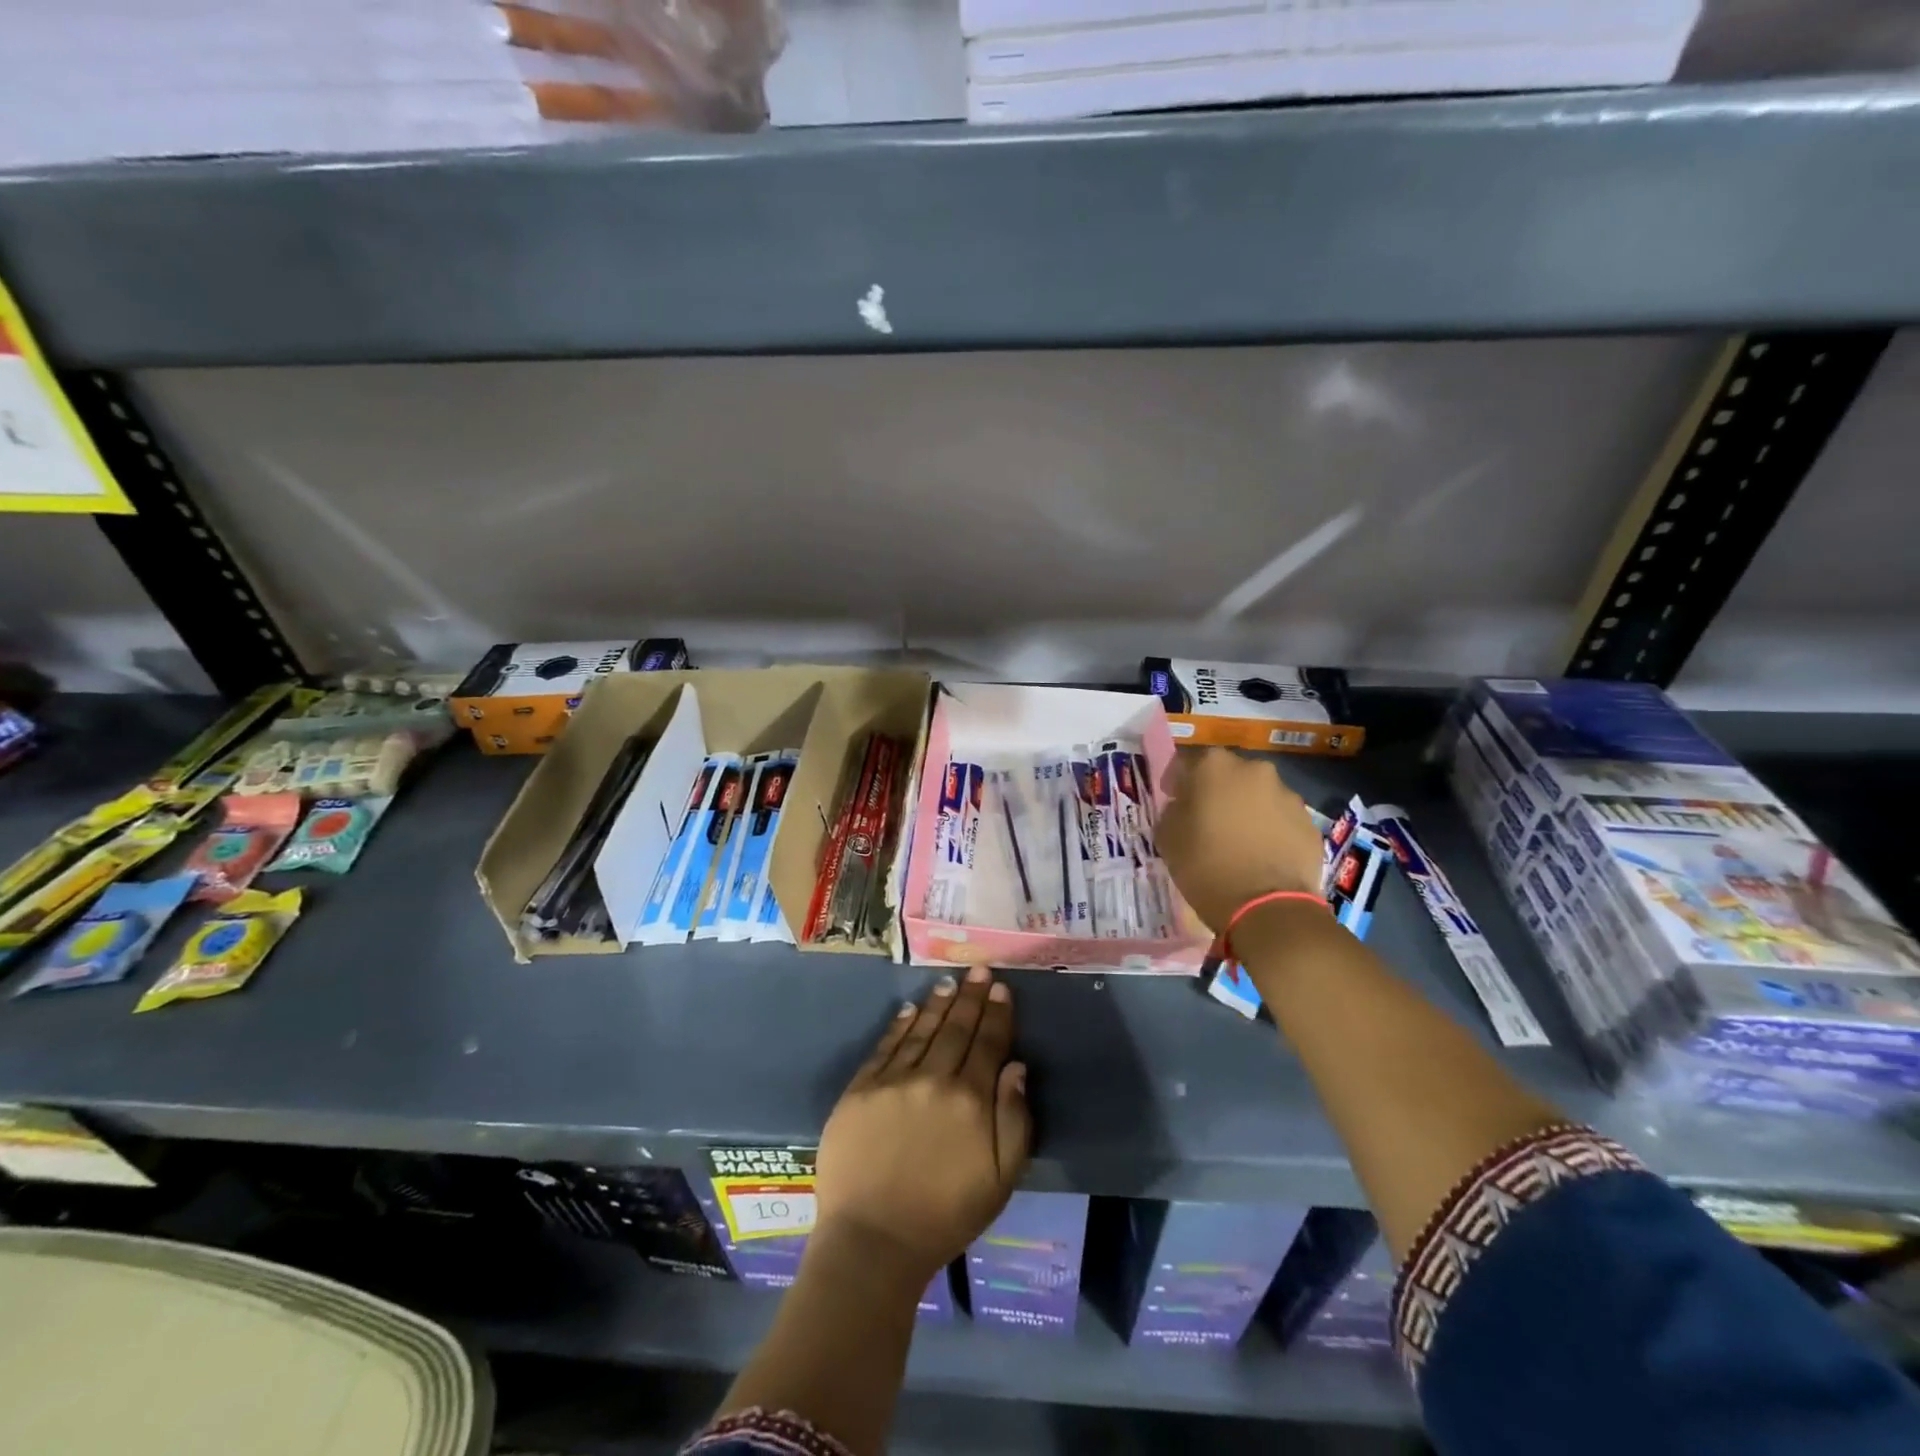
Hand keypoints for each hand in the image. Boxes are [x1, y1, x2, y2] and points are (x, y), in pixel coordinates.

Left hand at [814, 966, 1030, 1283]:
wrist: (873, 1241)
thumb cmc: (945, 1215)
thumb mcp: (1000, 1179)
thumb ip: (1014, 1119)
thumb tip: (1016, 1066)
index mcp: (970, 1100)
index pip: (988, 1044)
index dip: (996, 1014)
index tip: (1000, 988)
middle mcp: (933, 1079)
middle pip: (956, 1029)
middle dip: (970, 997)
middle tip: (977, 970)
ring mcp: (893, 1081)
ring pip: (921, 1030)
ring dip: (937, 1004)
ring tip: (948, 982)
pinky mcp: (860, 1089)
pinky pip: (885, 1047)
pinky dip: (899, 1025)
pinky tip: (909, 1009)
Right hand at [1156, 748, 1324, 932]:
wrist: (1268, 908)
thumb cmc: (1206, 866)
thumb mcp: (1167, 837)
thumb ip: (1172, 811)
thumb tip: (1184, 807)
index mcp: (1214, 766)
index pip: (1186, 763)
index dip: (1176, 782)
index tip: (1173, 800)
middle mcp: (1254, 770)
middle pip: (1227, 774)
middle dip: (1215, 791)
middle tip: (1206, 819)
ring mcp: (1287, 794)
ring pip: (1257, 795)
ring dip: (1245, 809)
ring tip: (1238, 840)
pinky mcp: (1309, 822)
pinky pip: (1280, 818)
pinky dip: (1269, 829)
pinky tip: (1261, 855)